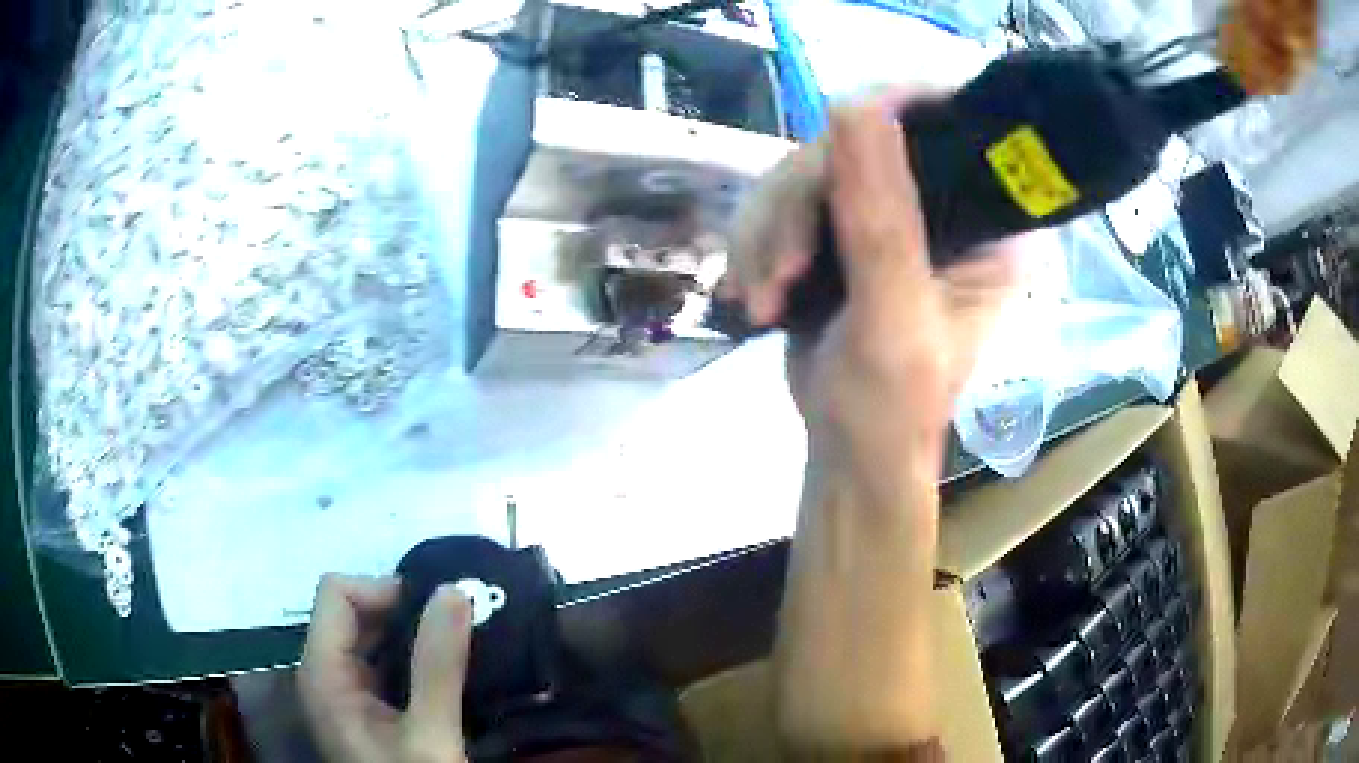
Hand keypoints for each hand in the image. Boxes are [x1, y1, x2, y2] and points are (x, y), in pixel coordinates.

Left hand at [299, 574, 471, 762]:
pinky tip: (443, 671)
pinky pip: (380, 663)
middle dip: (402, 612)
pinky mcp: (363, 707)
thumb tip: (452, 592)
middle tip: (455, 629)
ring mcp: (342, 691)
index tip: (434, 615)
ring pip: (368, 636)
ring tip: (455, 646)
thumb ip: (437, 666)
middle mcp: (324, 673)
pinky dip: (411, 657)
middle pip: (350, 610)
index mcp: (323, 673)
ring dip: (410, 634)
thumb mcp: (430, 735)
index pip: (337, 593)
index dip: (383, 592)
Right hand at [724, 91, 1028, 480]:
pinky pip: (781, 206)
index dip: (891, 113)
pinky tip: (752, 293)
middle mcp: (942, 208)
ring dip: (768, 236)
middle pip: (856, 146)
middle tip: (782, 273)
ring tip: (762, 299)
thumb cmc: (893, 407)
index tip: (834, 132)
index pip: (948, 130)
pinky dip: (755, 247)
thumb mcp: (894, 317)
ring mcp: (885, 218)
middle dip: (800, 208)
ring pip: (805, 174)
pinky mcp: (838, 236)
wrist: (847, 454)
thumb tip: (854, 107)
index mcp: (987, 225)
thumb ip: (881, 218)